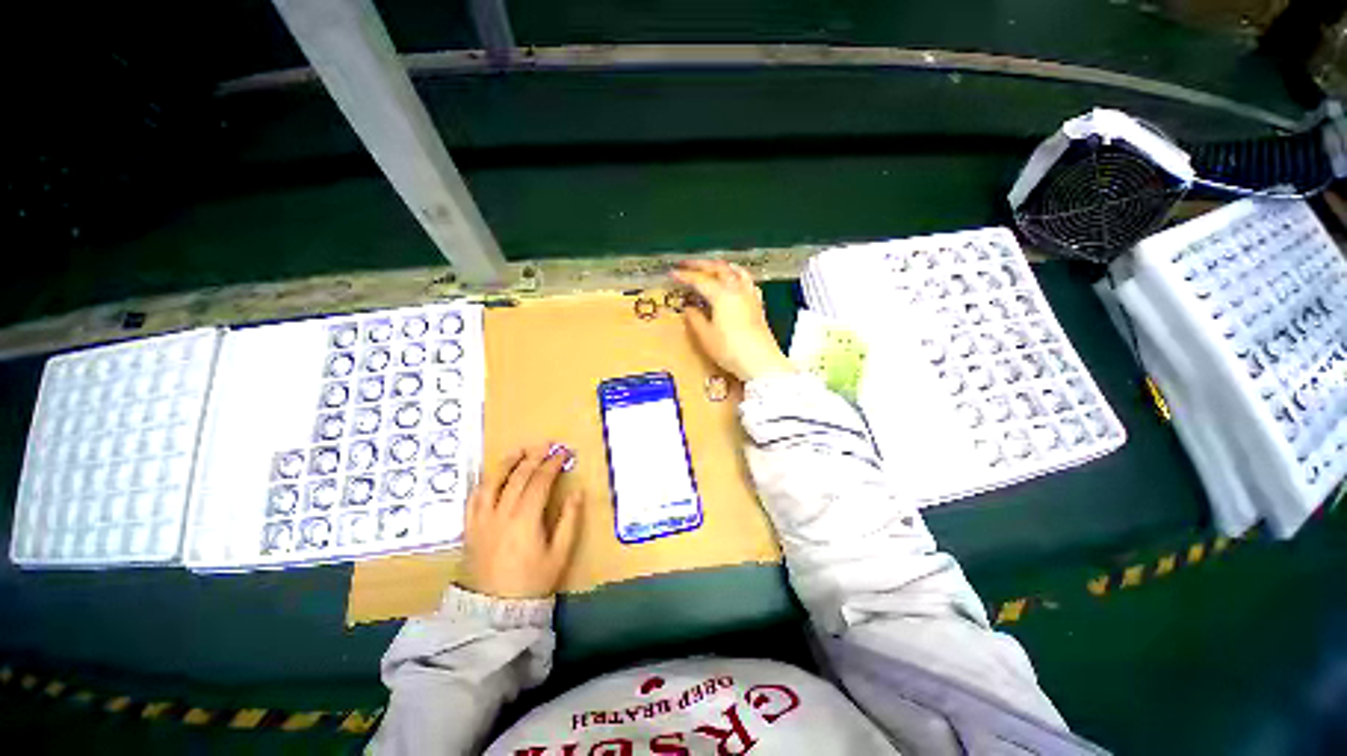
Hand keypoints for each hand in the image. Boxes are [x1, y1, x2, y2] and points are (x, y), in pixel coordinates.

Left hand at [462, 444, 581, 599]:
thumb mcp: (560, 554)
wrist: (495, 611)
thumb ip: (569, 520)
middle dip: (534, 456)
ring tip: (519, 450)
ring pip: (492, 482)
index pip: (540, 481)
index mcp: (526, 519)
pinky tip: (492, 476)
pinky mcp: (470, 528)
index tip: (564, 453)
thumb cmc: (533, 581)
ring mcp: (482, 520)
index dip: (553, 464)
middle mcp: (502, 513)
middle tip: (546, 444)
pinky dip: (484, 483)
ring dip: (507, 463)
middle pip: (518, 476)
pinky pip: (473, 499)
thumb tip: (578, 492)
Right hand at [671, 260, 796, 381]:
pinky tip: (734, 282)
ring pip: (735, 271)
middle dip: (701, 265)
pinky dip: (736, 275)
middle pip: (718, 269)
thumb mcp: (706, 336)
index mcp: (721, 295)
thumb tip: (689, 307)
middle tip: (686, 264)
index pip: (700, 280)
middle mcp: (737, 289)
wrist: (760, 361)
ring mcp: (750, 295)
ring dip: (720, 266)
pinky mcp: (758, 304)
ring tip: (710, 267)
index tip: (672, 273)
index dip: (685, 276)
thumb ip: (695, 319)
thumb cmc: (729, 350)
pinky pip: (747, 281)